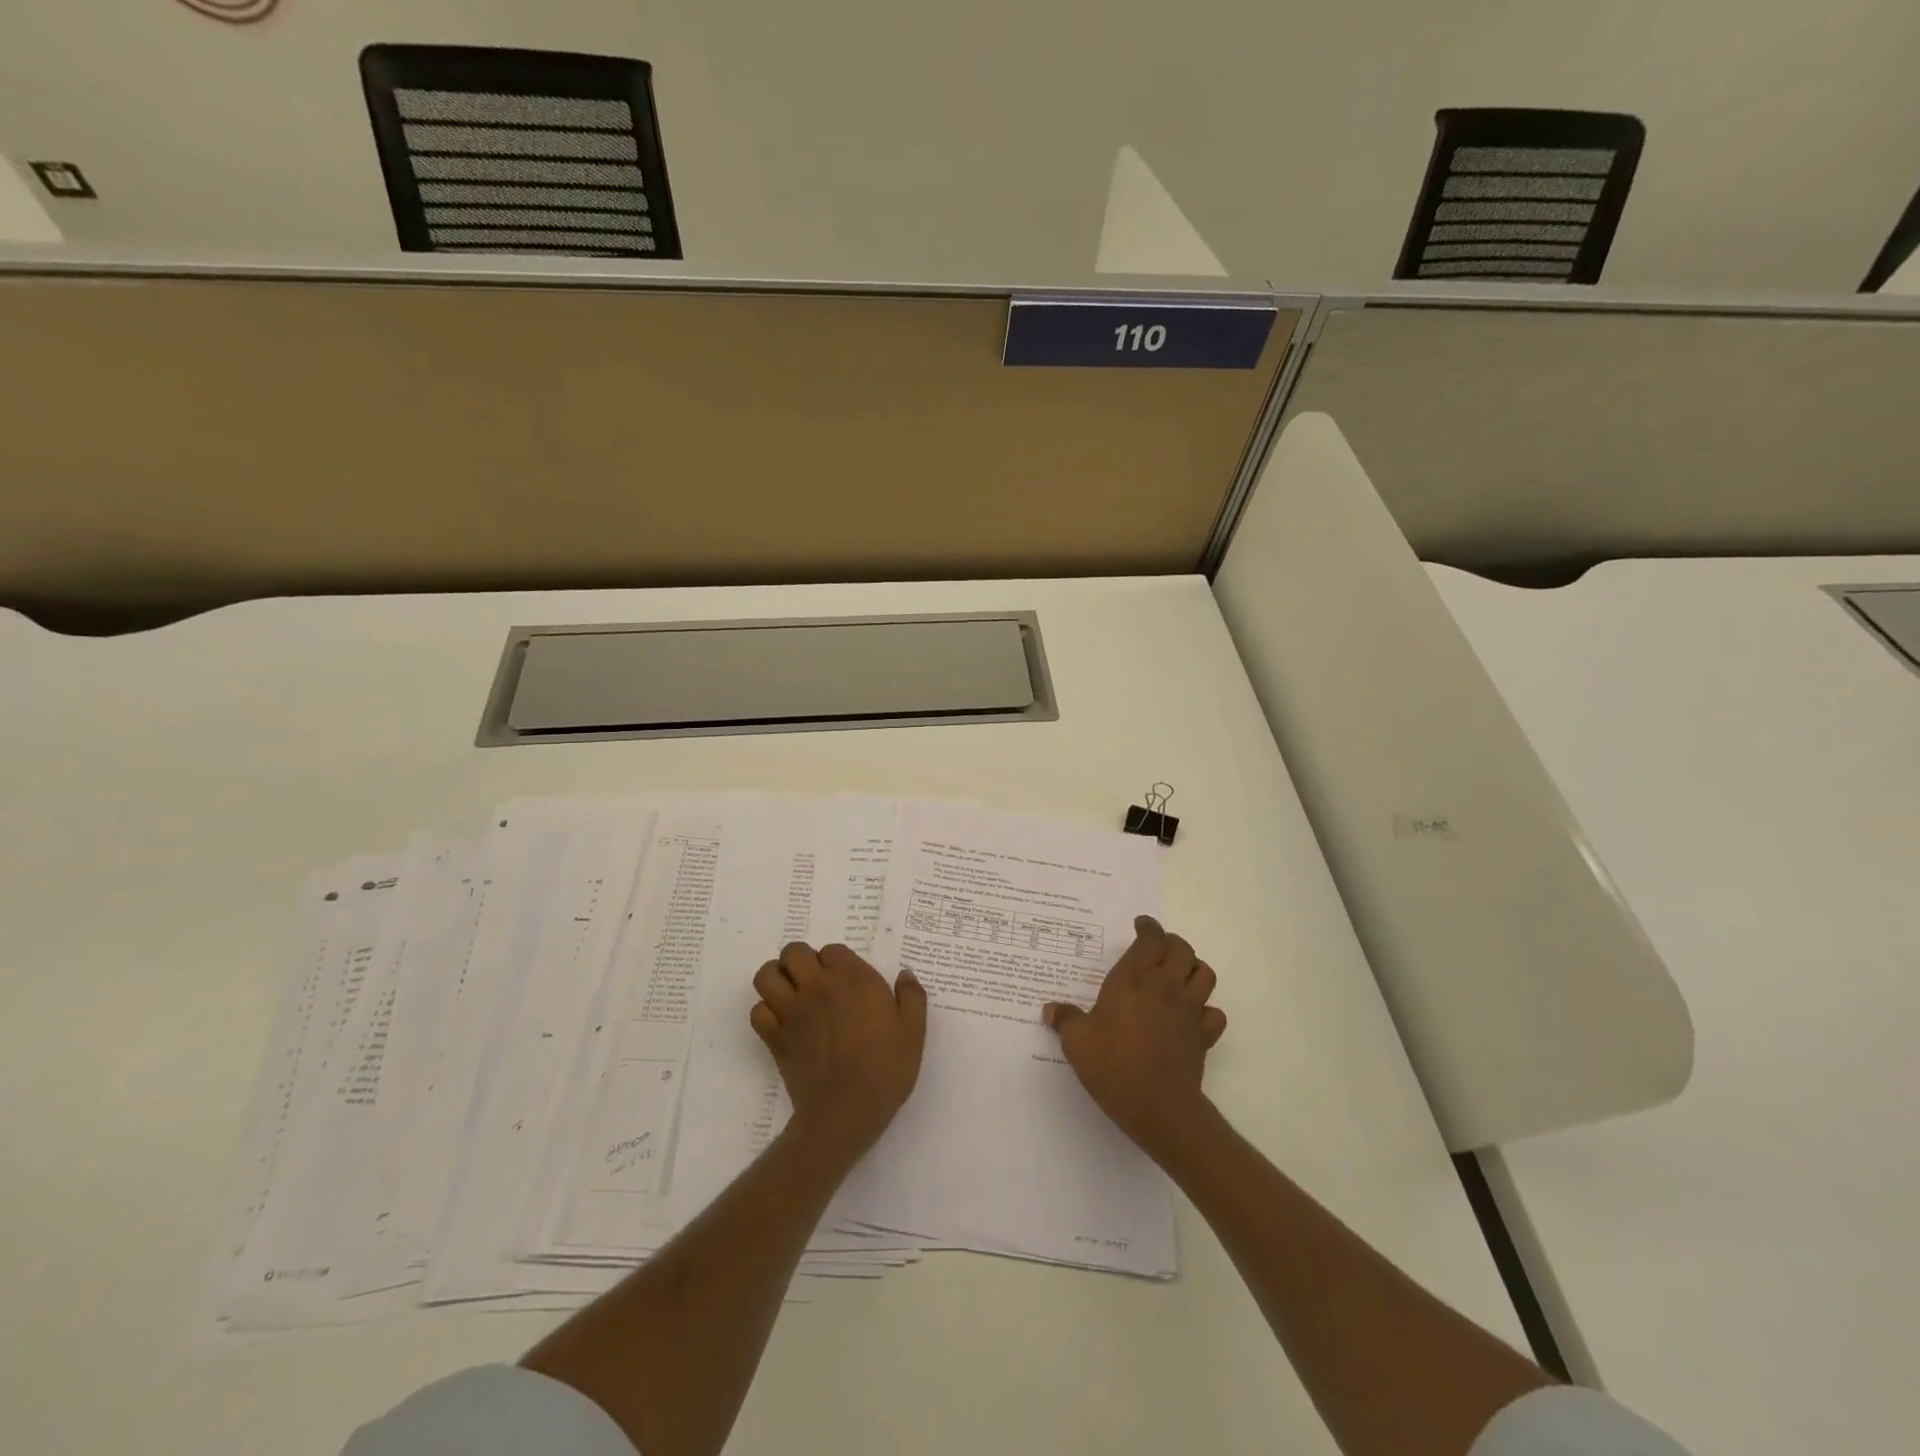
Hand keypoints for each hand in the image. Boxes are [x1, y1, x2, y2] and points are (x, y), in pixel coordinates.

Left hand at [750, 942, 927, 1157]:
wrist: (848, 1109)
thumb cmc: (886, 1067)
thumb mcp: (913, 1030)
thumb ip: (911, 996)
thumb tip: (904, 975)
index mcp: (852, 979)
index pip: (831, 950)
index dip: (836, 961)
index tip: (846, 980)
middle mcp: (817, 987)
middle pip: (793, 953)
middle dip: (801, 960)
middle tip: (814, 980)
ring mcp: (792, 1011)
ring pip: (766, 975)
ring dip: (776, 978)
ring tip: (791, 993)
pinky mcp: (775, 1038)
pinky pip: (757, 1011)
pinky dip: (766, 1012)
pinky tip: (782, 1022)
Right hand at [1042, 916, 1226, 1158]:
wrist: (1158, 1107)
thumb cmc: (1113, 1065)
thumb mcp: (1076, 1042)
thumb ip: (1065, 1020)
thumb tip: (1051, 1009)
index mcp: (1134, 979)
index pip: (1150, 939)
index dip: (1148, 927)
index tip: (1141, 925)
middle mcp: (1165, 987)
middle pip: (1182, 949)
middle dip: (1171, 943)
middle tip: (1156, 949)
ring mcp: (1189, 1010)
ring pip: (1205, 974)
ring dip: (1193, 968)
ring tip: (1177, 975)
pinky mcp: (1204, 1036)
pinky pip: (1214, 1012)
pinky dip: (1206, 1009)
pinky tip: (1191, 1015)